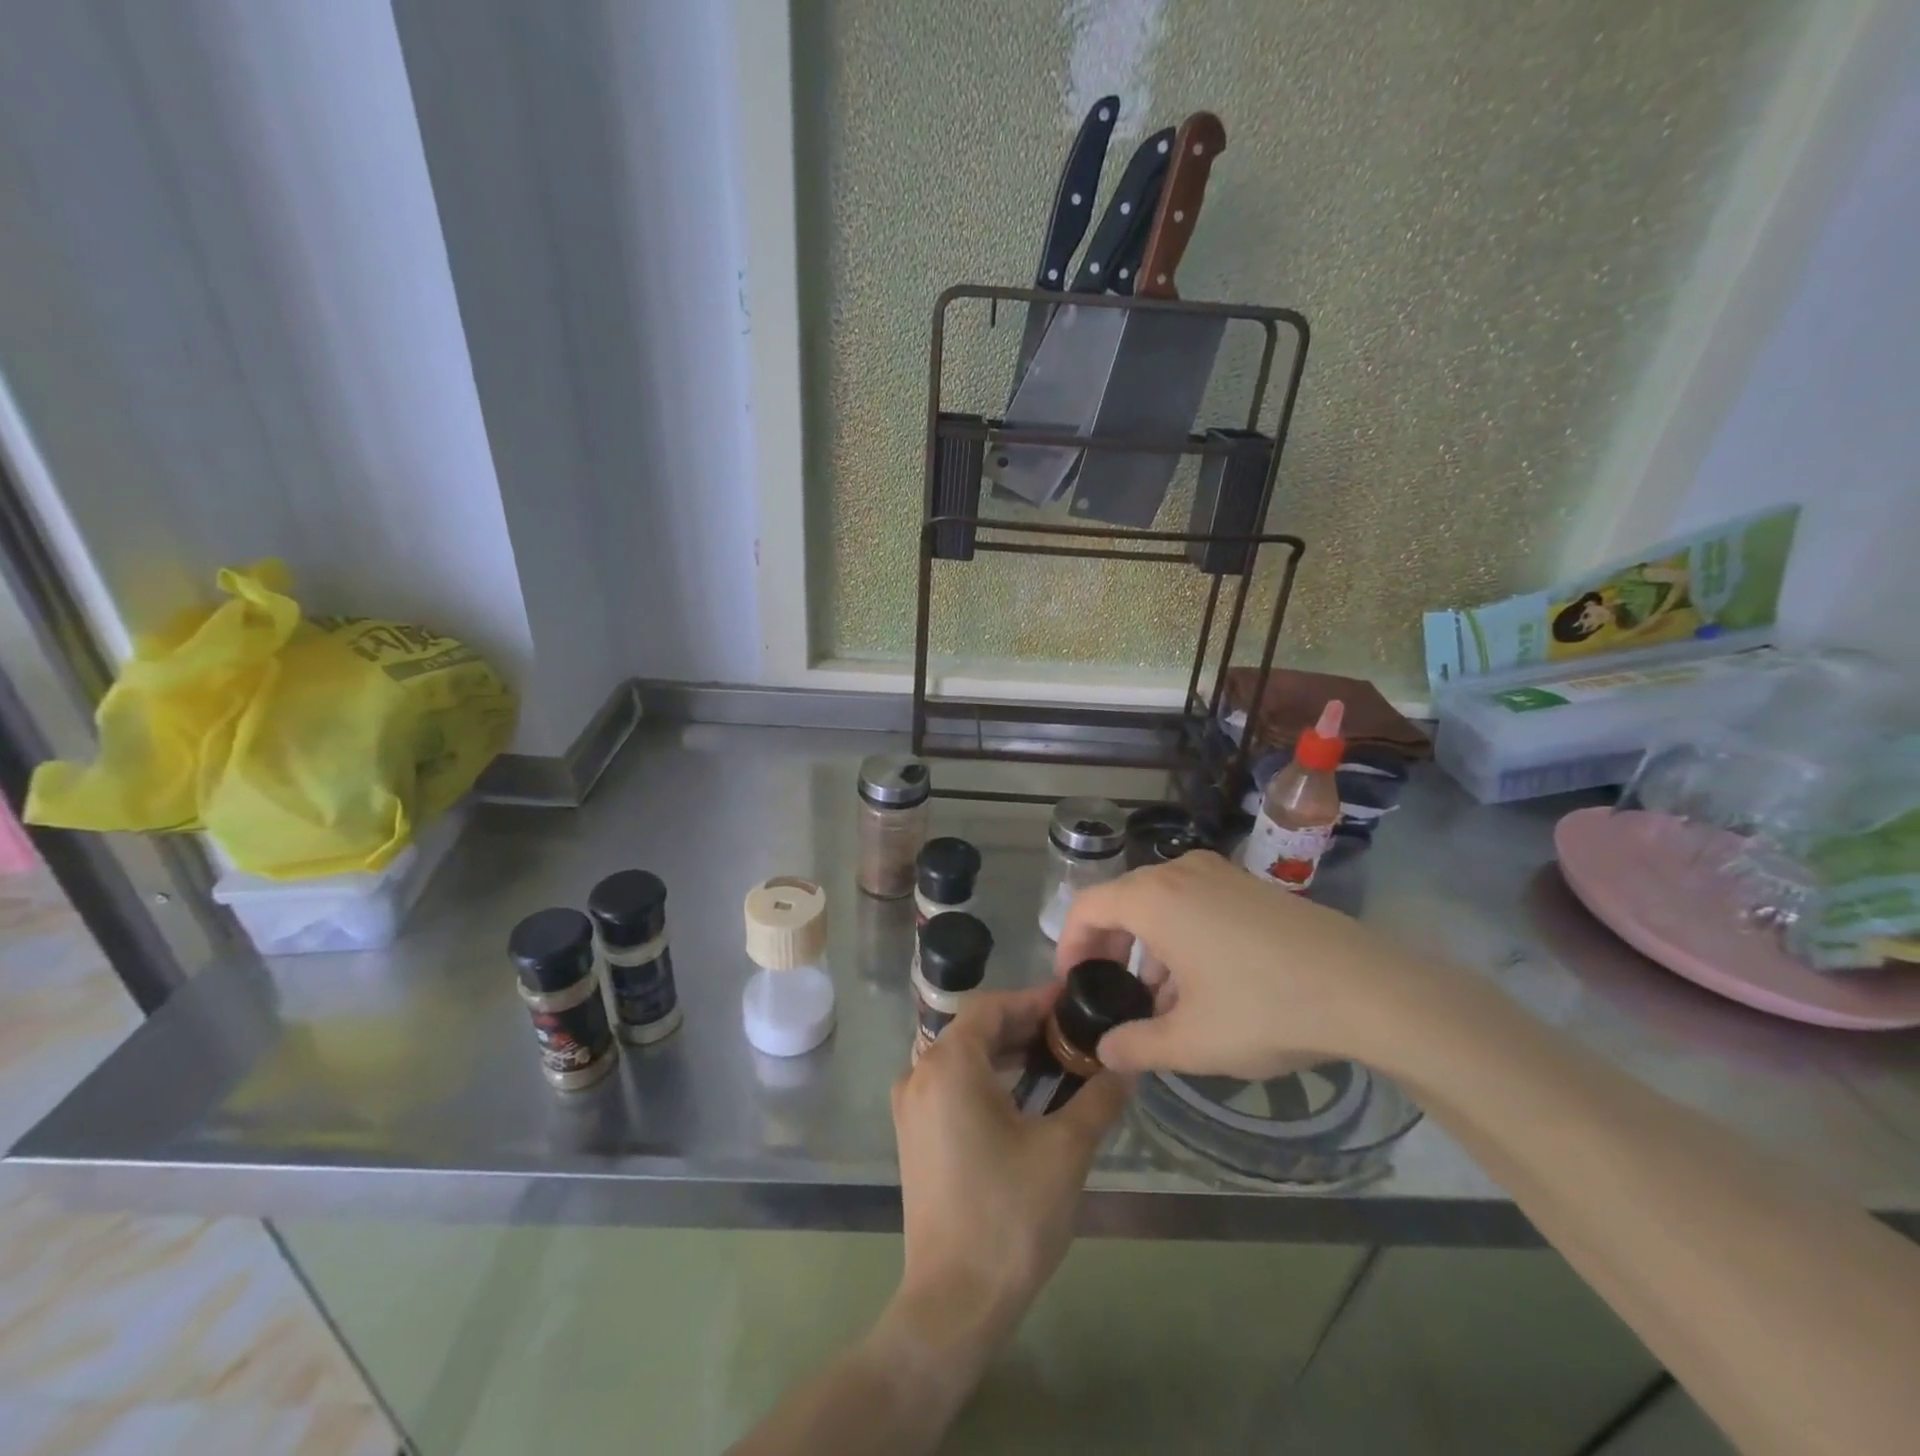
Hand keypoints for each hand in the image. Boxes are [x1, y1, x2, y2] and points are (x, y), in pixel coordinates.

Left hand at [885, 986, 1129, 1368]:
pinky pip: (951, 1085)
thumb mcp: (1065, 1150)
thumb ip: (1098, 1098)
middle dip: (1024, 1026)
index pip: (992, 1006)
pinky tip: (1023, 1095)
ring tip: (1055, 1058)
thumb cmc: (1010, 1215)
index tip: (1073, 1002)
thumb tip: (1127, 1066)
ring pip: (962, 1057)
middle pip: (975, 1029)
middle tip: (1072, 1032)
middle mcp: (920, 1073)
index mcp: (949, 1064)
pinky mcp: (914, 1135)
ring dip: (1006, 1052)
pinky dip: (987, 1078)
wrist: (954, 1302)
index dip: (1034, 999)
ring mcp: (912, 1106)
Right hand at [1053, 850, 1423, 1080]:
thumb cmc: (1264, 1008)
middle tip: (1112, 993)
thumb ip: (1135, 1046)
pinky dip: (1181, 936)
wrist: (1366, 988)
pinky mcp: (1251, 886)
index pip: (1087, 907)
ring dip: (1148, 947)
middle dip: (1109, 948)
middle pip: (1122, 901)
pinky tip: (1204, 984)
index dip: (1070, 945)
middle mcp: (1180, 873)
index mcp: (1154, 899)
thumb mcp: (1191, 1042)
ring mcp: (1220, 874)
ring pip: (1160, 903)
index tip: (1073, 984)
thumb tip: (1105, 1051)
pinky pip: (1195, 902)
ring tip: (1161, 1001)